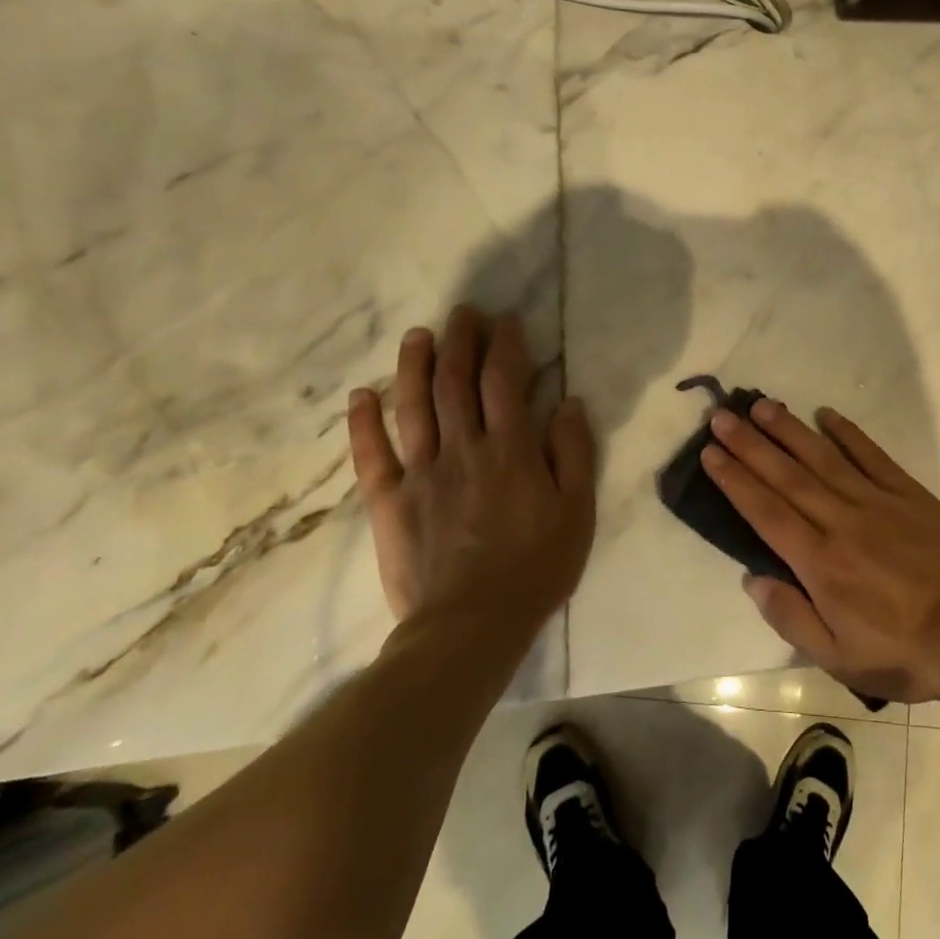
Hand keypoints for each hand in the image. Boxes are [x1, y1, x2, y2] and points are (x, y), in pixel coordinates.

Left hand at [347, 306, 595, 634]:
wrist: (471, 626)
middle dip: (460, 340)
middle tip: (463, 312)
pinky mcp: (391, 502)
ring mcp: (421, 474)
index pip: (504, 381)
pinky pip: (372, 456)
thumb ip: (573, 452)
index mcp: (511, 449)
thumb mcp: (577, 511)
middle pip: (456, 382)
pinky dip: (364, 423)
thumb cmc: (536, 567)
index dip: (504, 345)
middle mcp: (463, 449)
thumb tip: (568, 402)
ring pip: (414, 407)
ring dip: (415, 366)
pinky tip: (362, 395)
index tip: (506, 321)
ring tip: (418, 334)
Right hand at [701, 400, 939, 703]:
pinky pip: (872, 455)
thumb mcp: (838, 657)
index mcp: (820, 563)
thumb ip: (791, 617)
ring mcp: (877, 502)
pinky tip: (826, 414)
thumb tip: (752, 578)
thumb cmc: (901, 652)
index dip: (735, 480)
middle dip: (750, 445)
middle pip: (787, 476)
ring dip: (789, 430)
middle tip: (722, 417)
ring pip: (823, 457)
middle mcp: (842, 522)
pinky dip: (848, 433)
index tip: (711, 454)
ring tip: (761, 406)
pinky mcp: (908, 493)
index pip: (766, 512)